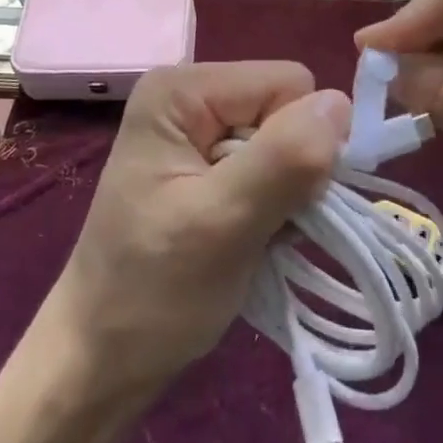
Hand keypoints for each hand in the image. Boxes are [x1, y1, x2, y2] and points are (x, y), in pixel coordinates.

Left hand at [44, 61, 348, 395]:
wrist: (102, 360)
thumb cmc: (152, 293)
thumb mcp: (222, 224)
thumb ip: (283, 159)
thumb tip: (340, 103)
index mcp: (182, 89)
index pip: (287, 83)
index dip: (300, 140)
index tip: (277, 200)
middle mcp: (190, 95)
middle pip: (286, 108)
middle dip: (292, 169)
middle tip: (259, 225)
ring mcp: (197, 130)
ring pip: (286, 141)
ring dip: (286, 194)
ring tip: (251, 237)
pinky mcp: (207, 164)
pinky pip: (271, 166)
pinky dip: (274, 206)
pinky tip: (249, 239)